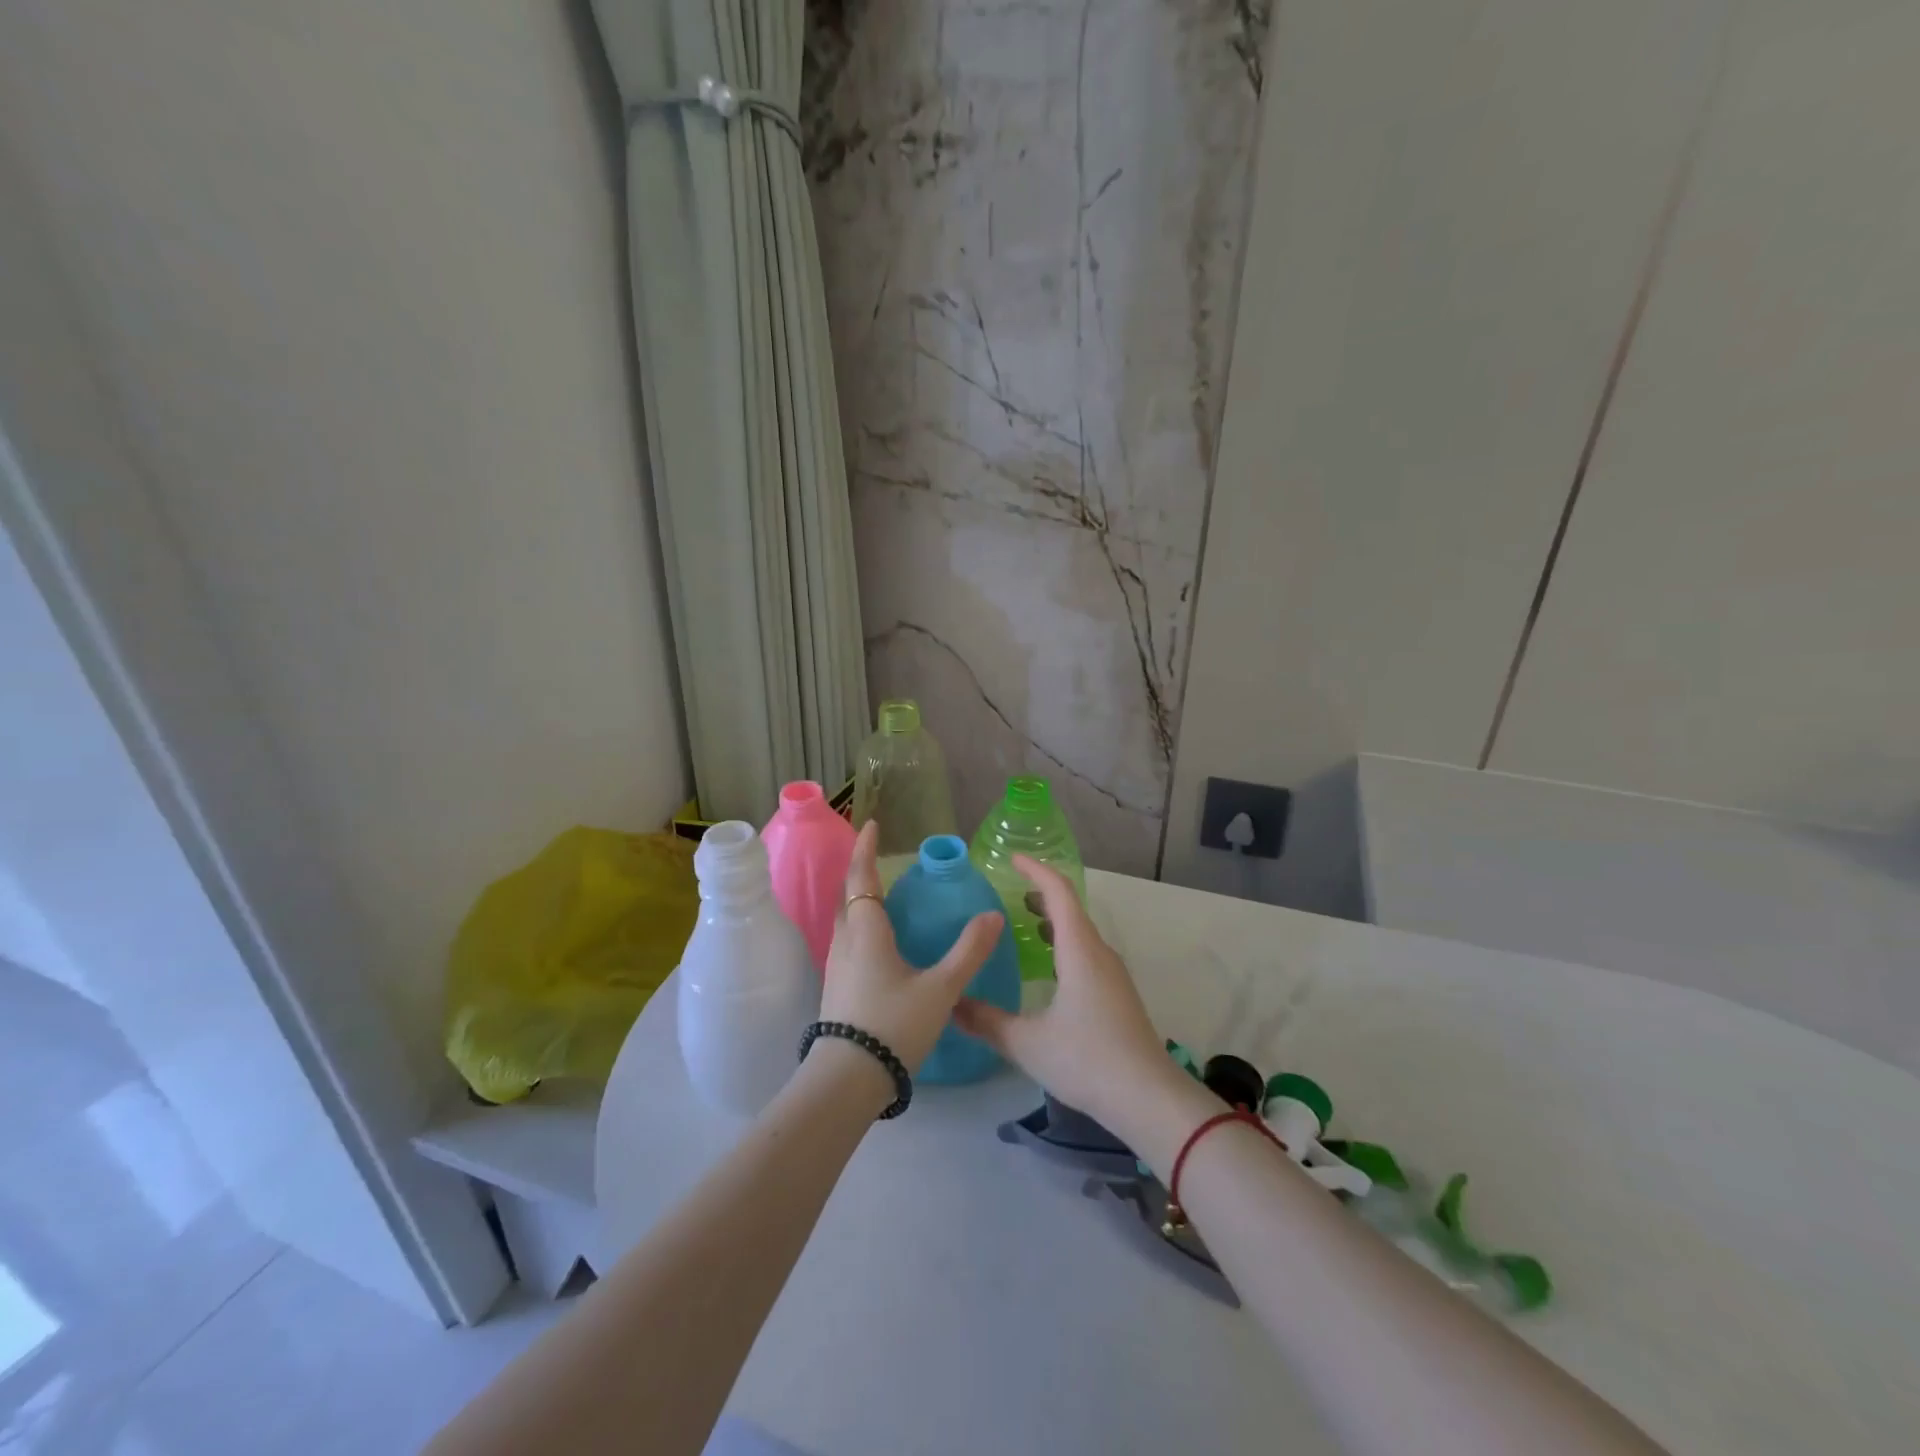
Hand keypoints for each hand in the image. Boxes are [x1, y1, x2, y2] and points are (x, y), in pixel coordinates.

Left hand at [821, 821, 1003, 1074]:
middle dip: (861, 871)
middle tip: (879, 857)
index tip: (871, 824)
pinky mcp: (837, 987)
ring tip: (883, 895)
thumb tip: (993, 916)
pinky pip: (848, 940)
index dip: (865, 849)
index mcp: (866, 930)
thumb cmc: (894, 1024)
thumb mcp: (941, 988)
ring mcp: (837, 965)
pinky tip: (880, 942)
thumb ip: (969, 951)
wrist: (848, 1080)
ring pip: (845, 919)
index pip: (862, 877)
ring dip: (859, 899)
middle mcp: (846, 941)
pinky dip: (861, 925)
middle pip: (848, 895)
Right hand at [952, 855, 1173, 1133]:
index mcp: (1079, 950)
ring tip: (1024, 925)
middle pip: (1071, 909)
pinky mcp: (1118, 995)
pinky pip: (1087, 953)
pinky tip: (1049, 969)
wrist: (1149, 1098)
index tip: (1012, 859)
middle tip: (1009, 894)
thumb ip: (987, 1021)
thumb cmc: (1087, 1059)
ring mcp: (1113, 974)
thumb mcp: (1027, 1042)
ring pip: (1080, 933)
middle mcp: (1099, 953)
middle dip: (1041, 894)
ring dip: (1054, 921)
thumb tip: (952, 1004)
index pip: (1058, 892)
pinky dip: (1064, 944)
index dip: (1035, 870)